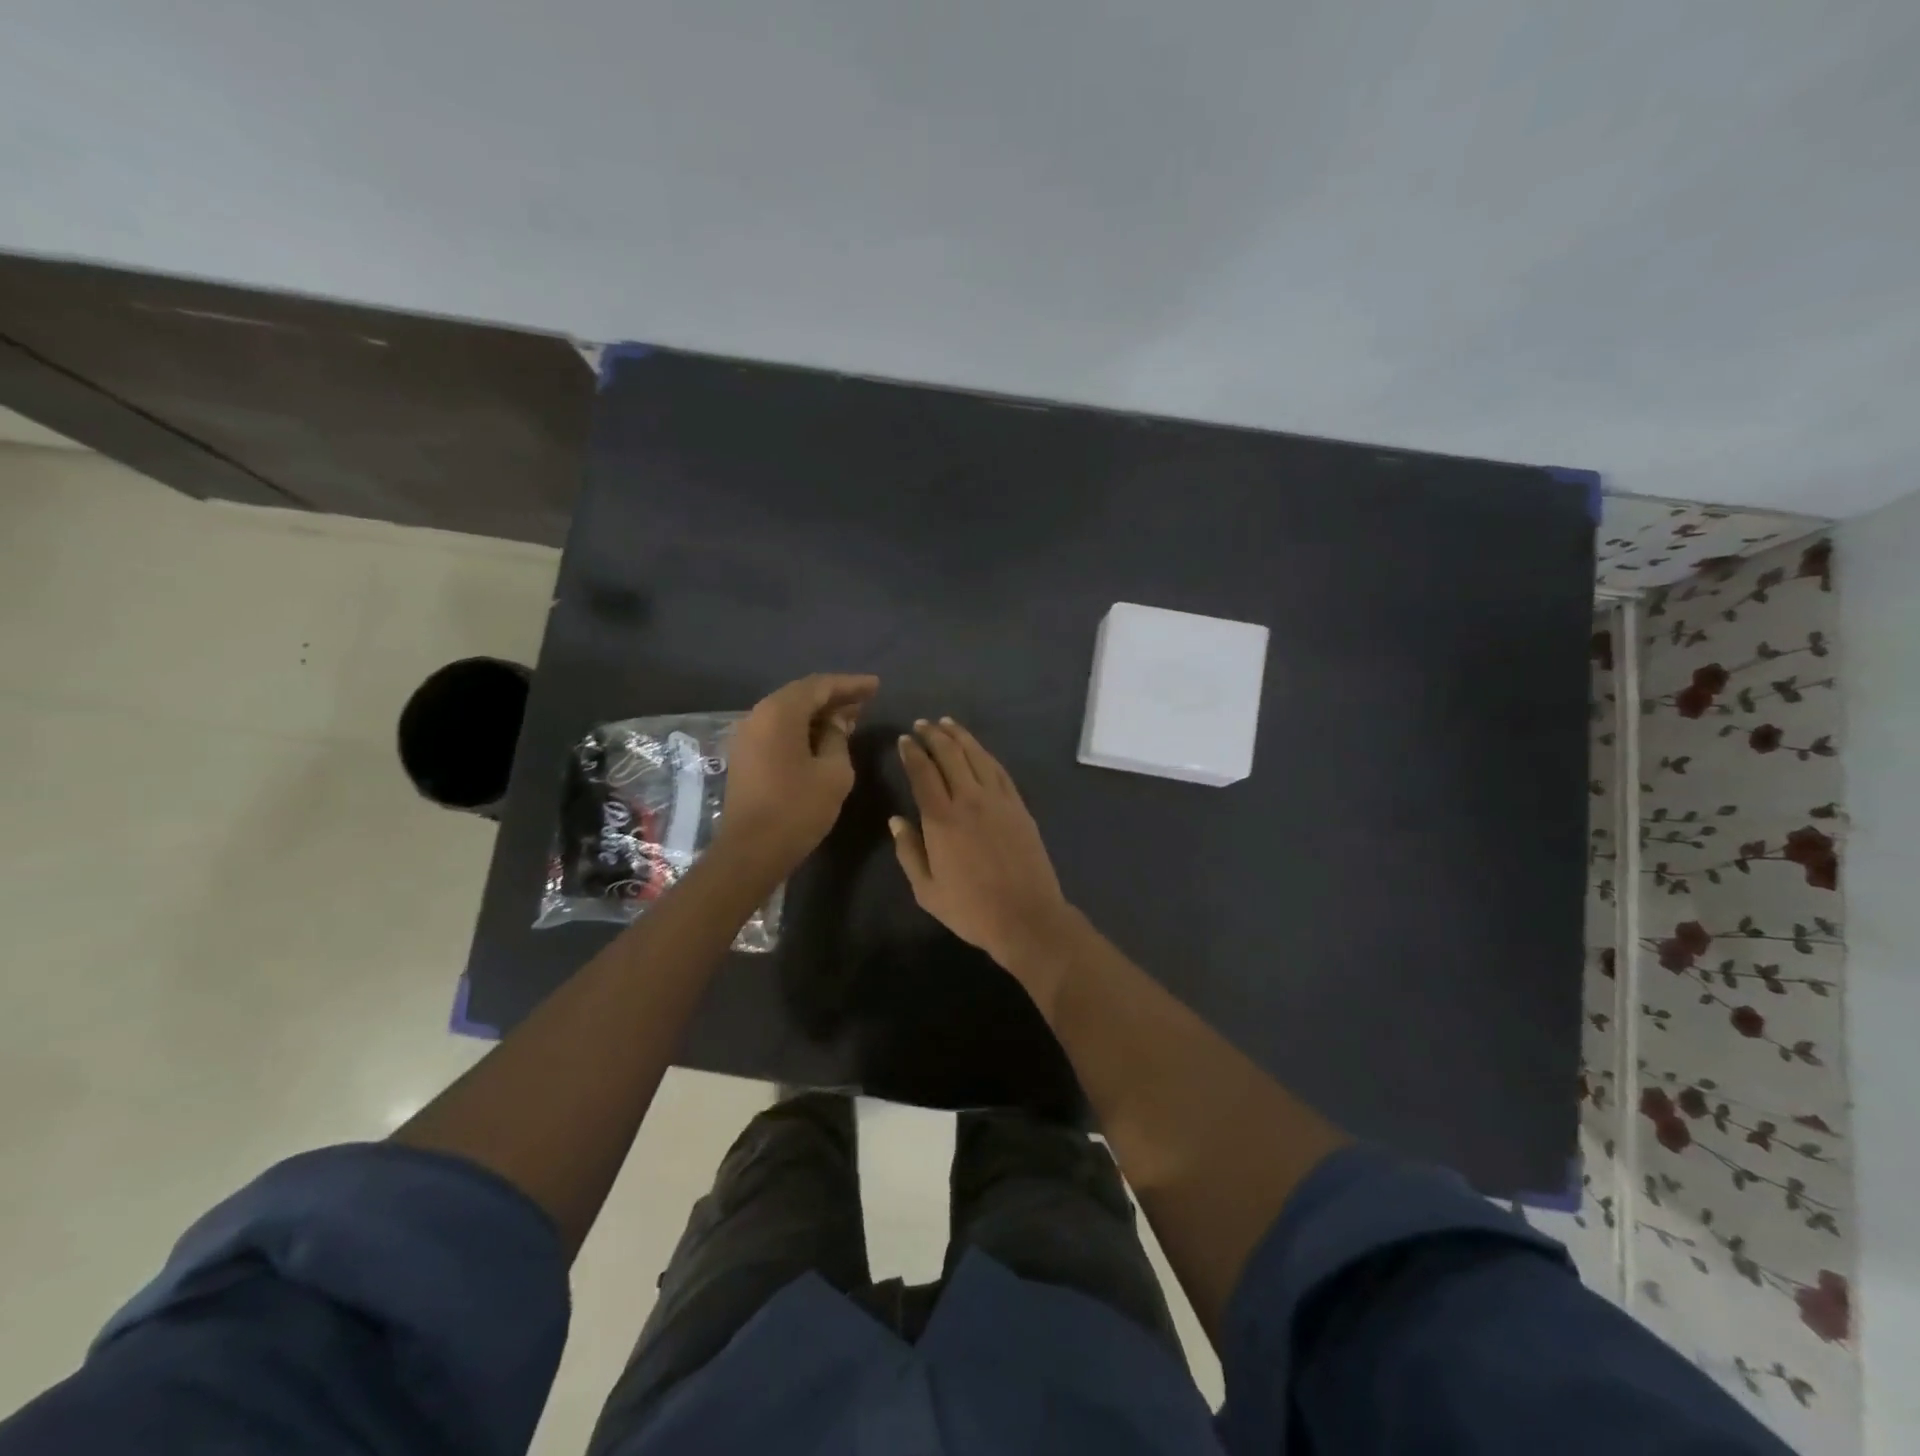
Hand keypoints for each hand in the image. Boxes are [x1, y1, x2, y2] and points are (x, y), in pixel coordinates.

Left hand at [718, 673, 878, 874]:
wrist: (751, 851)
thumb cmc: (798, 809)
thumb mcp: (834, 772)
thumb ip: (838, 738)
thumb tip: (837, 722)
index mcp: (780, 713)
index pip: (819, 686)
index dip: (850, 685)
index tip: (876, 686)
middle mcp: (758, 716)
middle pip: (801, 695)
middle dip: (834, 697)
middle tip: (865, 701)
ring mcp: (748, 736)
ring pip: (788, 713)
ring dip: (819, 714)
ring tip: (849, 719)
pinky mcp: (746, 756)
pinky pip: (778, 730)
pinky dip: (803, 728)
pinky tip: (824, 739)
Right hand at [891, 718, 1074, 970]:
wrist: (1026, 916)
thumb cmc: (971, 909)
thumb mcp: (927, 890)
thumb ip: (908, 851)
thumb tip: (896, 820)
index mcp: (941, 819)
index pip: (923, 772)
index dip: (912, 753)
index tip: (904, 740)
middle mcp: (969, 799)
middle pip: (950, 755)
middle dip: (933, 735)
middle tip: (921, 724)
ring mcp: (998, 800)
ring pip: (976, 756)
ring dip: (959, 736)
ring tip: (946, 724)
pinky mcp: (1019, 806)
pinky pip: (999, 770)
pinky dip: (984, 754)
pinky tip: (977, 749)